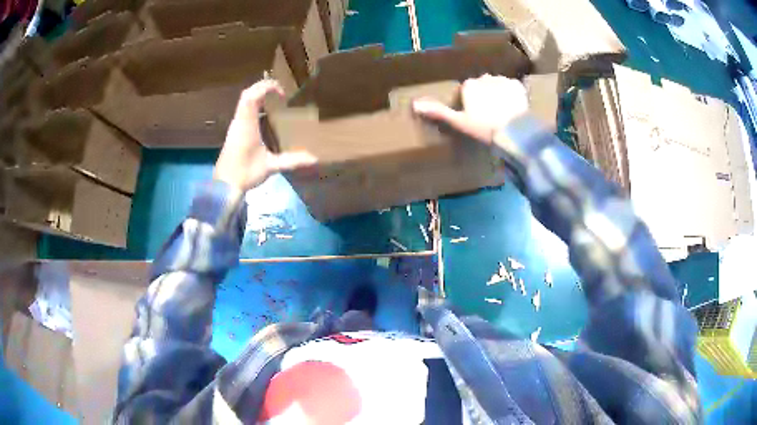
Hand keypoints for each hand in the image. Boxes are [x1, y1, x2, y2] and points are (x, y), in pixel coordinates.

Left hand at [214, 79, 315, 190]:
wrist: (224, 186)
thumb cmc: (245, 173)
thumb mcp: (270, 166)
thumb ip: (291, 161)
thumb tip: (314, 159)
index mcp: (247, 124)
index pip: (253, 95)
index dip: (268, 88)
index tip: (283, 95)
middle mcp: (239, 120)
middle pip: (247, 93)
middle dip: (263, 87)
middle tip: (280, 92)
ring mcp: (235, 125)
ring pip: (244, 101)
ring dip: (258, 95)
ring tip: (275, 100)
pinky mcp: (234, 131)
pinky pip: (243, 110)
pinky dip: (254, 105)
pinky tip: (265, 115)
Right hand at [412, 74, 528, 143]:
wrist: (514, 130)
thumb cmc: (484, 127)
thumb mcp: (459, 122)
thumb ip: (438, 112)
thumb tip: (414, 104)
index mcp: (469, 85)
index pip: (466, 90)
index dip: (470, 103)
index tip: (474, 116)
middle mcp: (484, 77)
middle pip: (482, 86)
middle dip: (484, 96)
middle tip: (489, 116)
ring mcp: (502, 80)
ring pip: (497, 86)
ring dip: (498, 94)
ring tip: (502, 112)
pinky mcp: (517, 86)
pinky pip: (511, 88)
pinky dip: (512, 95)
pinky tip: (513, 108)